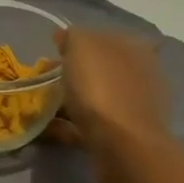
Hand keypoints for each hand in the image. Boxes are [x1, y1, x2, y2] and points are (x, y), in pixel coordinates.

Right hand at [47, 26, 171, 170]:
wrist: (122, 146)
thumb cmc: (102, 87)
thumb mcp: (81, 45)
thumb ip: (73, 36)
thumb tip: (66, 37)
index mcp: (136, 48)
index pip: (105, 37)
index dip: (77, 43)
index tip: (54, 52)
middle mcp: (141, 75)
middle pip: (100, 69)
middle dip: (73, 73)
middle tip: (44, 80)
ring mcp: (135, 108)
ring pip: (96, 98)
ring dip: (71, 101)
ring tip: (42, 107)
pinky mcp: (125, 137)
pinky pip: (92, 125)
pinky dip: (71, 126)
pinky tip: (51, 129)